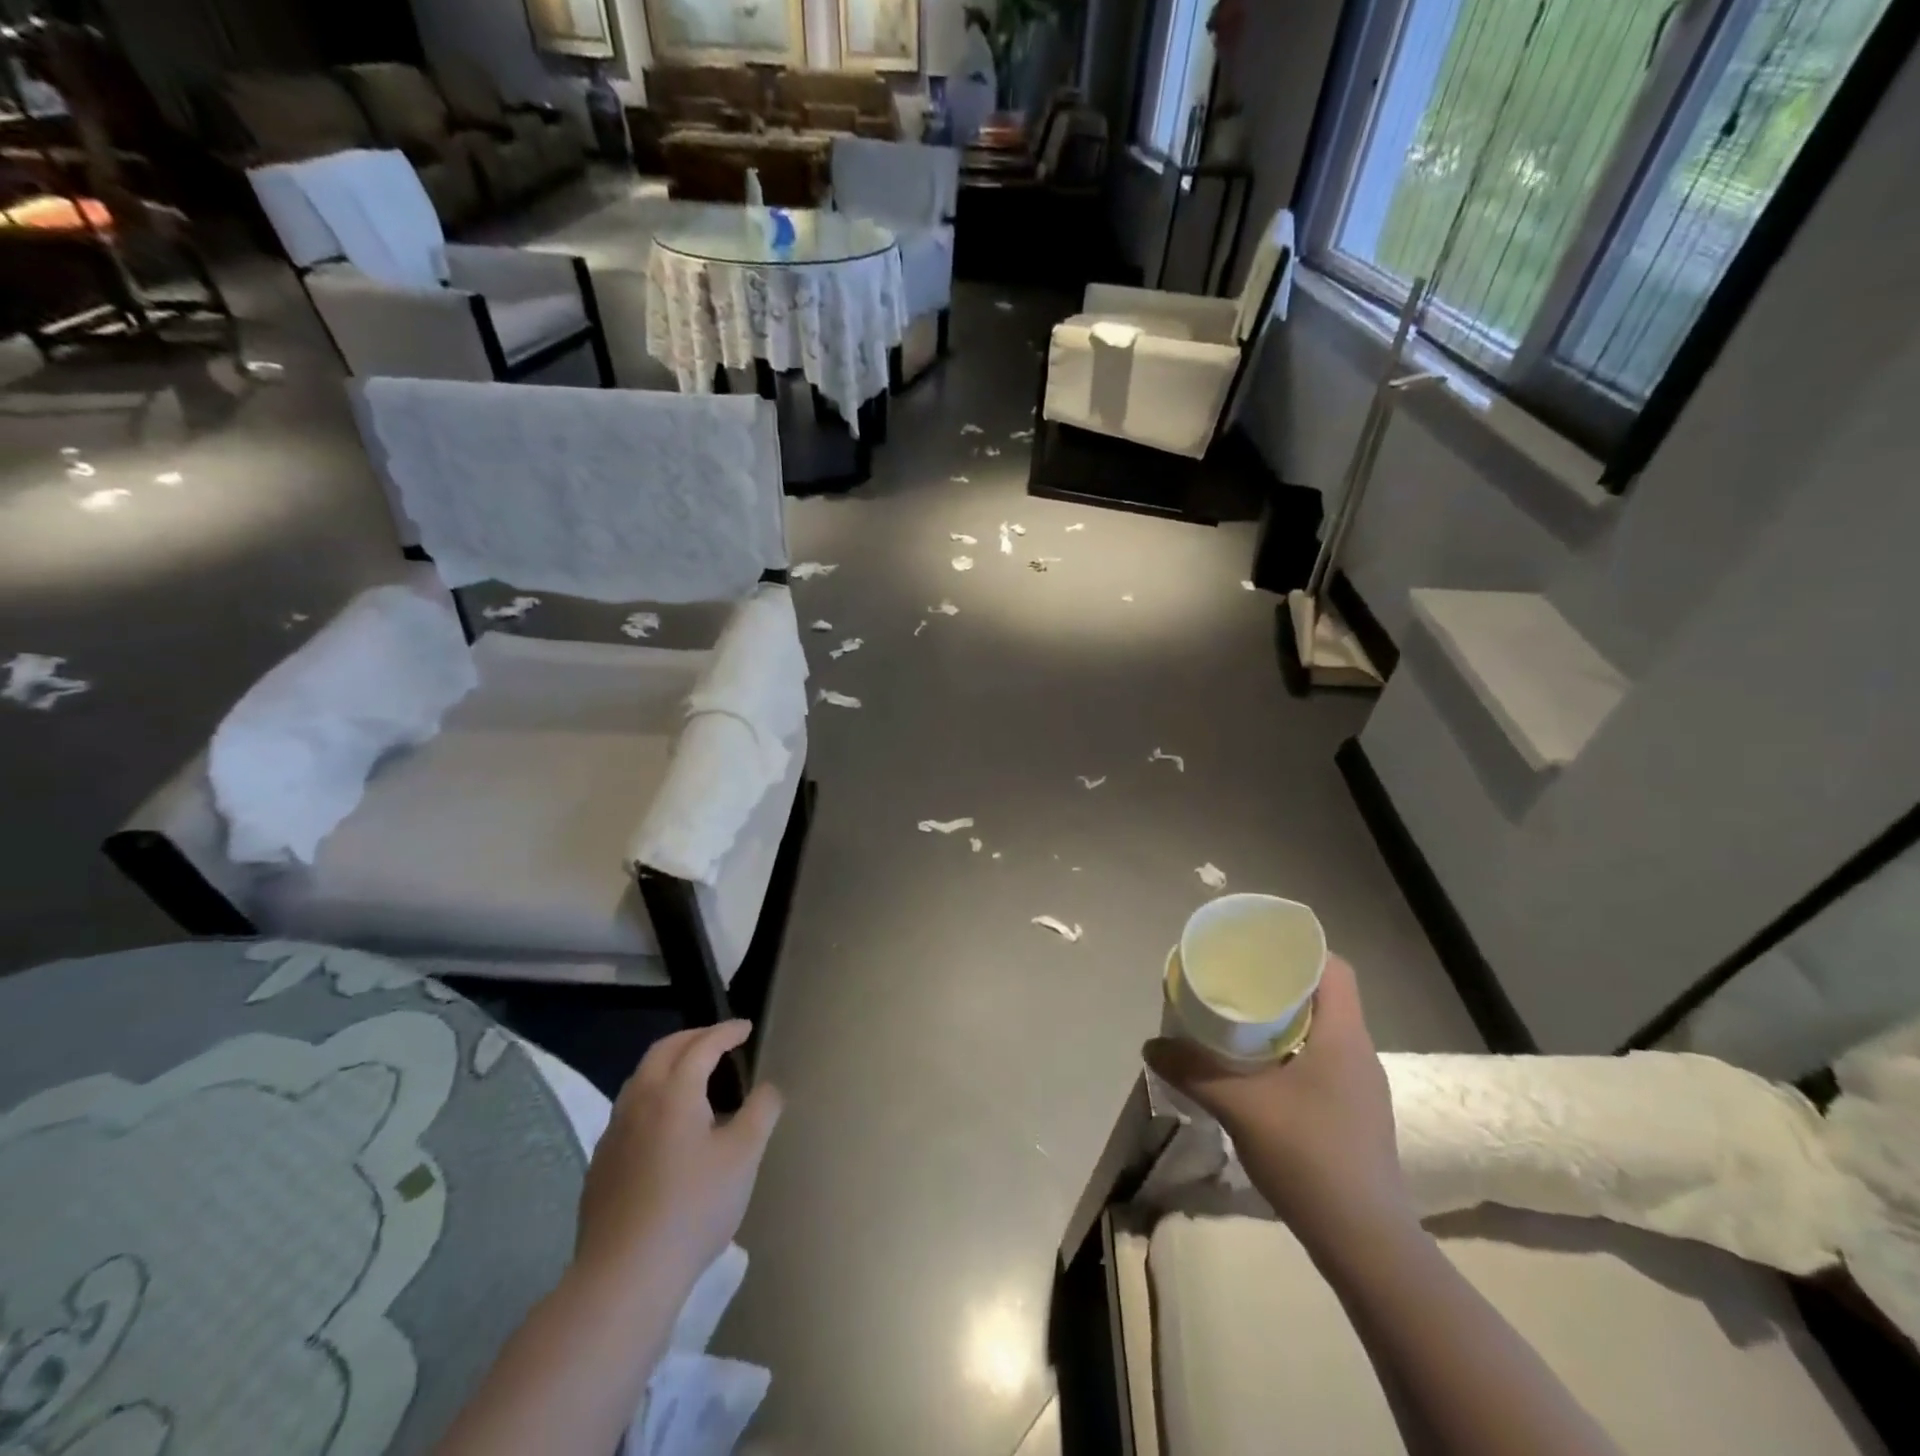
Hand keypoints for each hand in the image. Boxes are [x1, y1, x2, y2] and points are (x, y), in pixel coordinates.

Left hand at [575, 1021, 782, 1296]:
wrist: (624, 1276)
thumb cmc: (693, 1207)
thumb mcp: (744, 1156)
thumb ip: (761, 1112)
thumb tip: (768, 1088)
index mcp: (674, 1092)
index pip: (702, 1045)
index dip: (726, 1032)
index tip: (745, 1028)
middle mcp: (638, 1101)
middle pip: (663, 1051)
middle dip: (693, 1037)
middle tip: (719, 1040)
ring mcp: (613, 1134)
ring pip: (640, 1079)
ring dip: (668, 1065)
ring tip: (693, 1076)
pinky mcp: (601, 1165)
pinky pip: (629, 1111)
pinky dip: (652, 1097)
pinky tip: (665, 1126)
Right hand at [1144, 955, 1411, 1249]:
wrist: (1366, 1244)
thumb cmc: (1310, 1157)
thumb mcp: (1241, 1108)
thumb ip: (1194, 1072)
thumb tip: (1152, 1046)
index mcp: (1344, 1036)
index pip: (1334, 968)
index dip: (1298, 949)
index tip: (1257, 945)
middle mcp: (1359, 1052)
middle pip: (1324, 995)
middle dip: (1279, 981)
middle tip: (1235, 978)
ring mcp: (1361, 1086)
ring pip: (1322, 1030)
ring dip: (1284, 1018)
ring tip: (1238, 1017)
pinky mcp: (1354, 1114)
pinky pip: (1322, 1060)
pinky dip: (1290, 1050)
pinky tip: (1258, 1069)